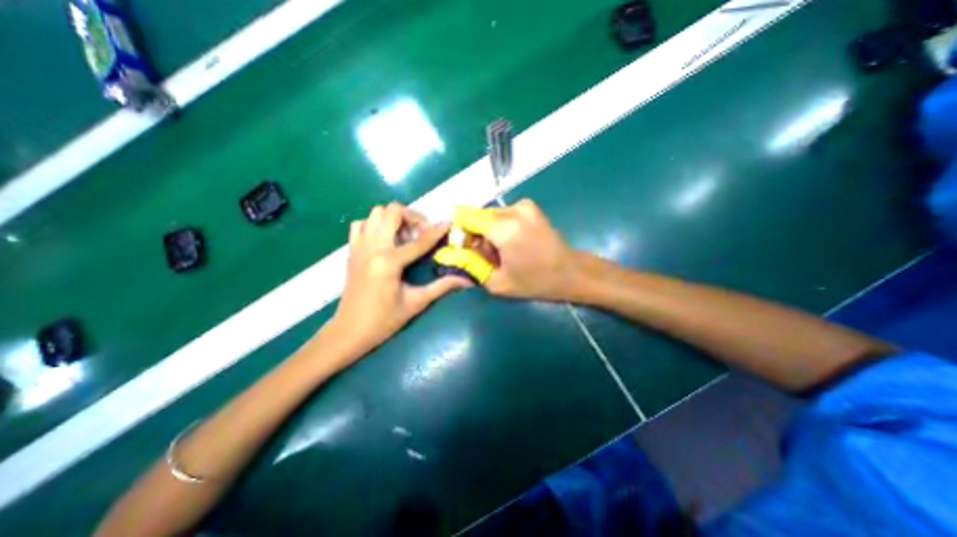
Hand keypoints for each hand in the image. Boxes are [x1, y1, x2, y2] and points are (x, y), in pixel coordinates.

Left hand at [329, 203, 474, 354]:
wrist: (349, 331)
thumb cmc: (384, 320)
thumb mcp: (416, 303)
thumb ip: (442, 286)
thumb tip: (467, 281)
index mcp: (389, 262)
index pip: (419, 241)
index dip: (436, 231)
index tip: (448, 223)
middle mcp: (372, 248)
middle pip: (392, 212)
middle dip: (412, 217)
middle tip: (422, 232)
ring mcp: (358, 246)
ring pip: (375, 212)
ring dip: (393, 218)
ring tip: (404, 235)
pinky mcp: (351, 250)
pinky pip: (361, 224)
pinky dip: (374, 224)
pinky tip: (385, 240)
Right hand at [452, 200, 579, 299]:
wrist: (570, 272)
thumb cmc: (535, 282)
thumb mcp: (497, 283)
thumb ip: (470, 266)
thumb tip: (453, 254)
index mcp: (504, 229)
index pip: (466, 217)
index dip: (460, 231)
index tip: (465, 248)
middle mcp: (513, 210)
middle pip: (478, 216)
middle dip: (476, 234)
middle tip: (486, 256)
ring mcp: (524, 205)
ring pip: (490, 215)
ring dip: (488, 232)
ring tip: (501, 251)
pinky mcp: (530, 206)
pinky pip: (503, 214)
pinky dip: (500, 227)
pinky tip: (511, 243)